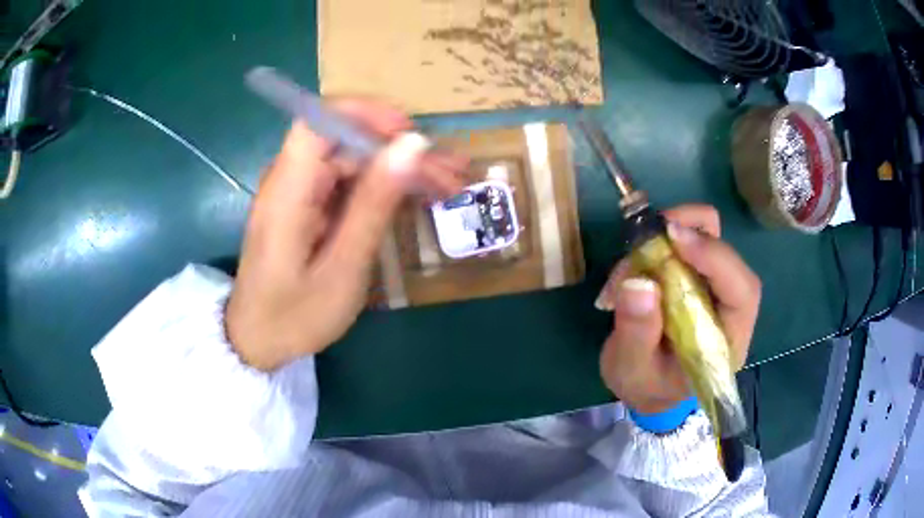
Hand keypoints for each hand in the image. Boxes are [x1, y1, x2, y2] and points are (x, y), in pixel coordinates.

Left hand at [226, 98, 464, 370]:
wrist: (258, 342)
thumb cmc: (295, 316)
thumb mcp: (343, 268)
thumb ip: (374, 204)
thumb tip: (411, 145)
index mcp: (288, 191)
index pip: (319, 121)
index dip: (366, 114)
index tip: (411, 134)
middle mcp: (289, 180)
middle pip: (347, 142)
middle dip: (400, 151)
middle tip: (451, 174)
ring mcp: (298, 193)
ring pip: (354, 161)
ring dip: (400, 169)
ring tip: (448, 184)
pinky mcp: (307, 207)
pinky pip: (348, 183)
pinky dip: (383, 188)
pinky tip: (417, 197)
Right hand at [595, 204, 760, 413]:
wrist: (648, 387)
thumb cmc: (646, 386)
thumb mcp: (633, 371)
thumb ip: (637, 333)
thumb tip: (638, 281)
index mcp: (728, 340)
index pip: (742, 291)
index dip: (716, 258)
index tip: (674, 237)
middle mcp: (729, 308)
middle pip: (728, 253)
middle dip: (691, 231)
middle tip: (647, 234)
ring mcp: (715, 287)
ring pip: (710, 236)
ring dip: (673, 231)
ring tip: (634, 254)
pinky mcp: (697, 275)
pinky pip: (688, 241)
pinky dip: (662, 239)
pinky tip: (636, 260)